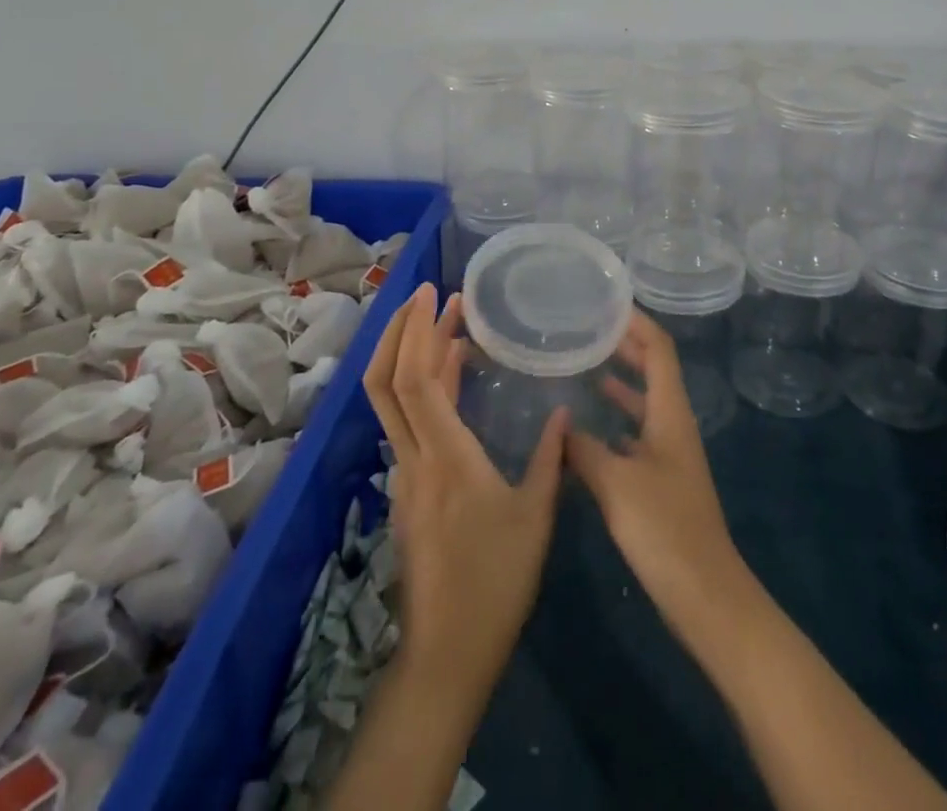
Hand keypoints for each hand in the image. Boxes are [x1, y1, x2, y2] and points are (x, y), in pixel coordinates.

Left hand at [363, 282, 566, 697]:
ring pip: (389, 400)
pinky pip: (405, 421)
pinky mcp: (408, 488)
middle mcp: (414, 457)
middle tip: (428, 294)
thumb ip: (550, 459)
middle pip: (385, 381)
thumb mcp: (536, 516)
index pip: (417, 380)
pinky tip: (452, 377)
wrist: (447, 653)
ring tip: (445, 322)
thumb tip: (561, 413)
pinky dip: (422, 385)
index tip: (438, 295)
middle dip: (401, 330)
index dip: (421, 331)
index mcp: (445, 457)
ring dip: (409, 354)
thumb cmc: (496, 581)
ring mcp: (404, 473)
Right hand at [565, 312, 749, 629]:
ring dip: (620, 382)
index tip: (607, 304)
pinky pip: (635, 436)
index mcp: (671, 413)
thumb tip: (562, 426)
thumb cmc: (664, 529)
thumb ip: (586, 450)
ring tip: (584, 368)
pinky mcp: (661, 481)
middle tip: (589, 329)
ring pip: (643, 404)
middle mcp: (673, 425)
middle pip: (653, 370)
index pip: (659, 349)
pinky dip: (614, 423)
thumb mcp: (617, 484)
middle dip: (626, 346)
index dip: (637, 322)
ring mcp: (669, 454)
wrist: (704, 594)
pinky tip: (587, 432)